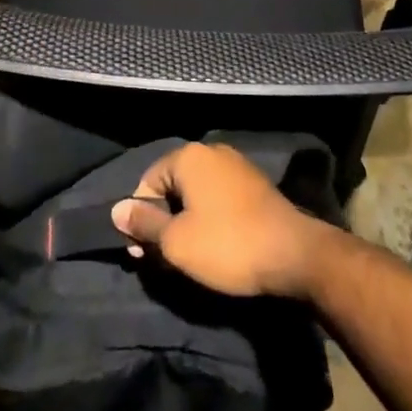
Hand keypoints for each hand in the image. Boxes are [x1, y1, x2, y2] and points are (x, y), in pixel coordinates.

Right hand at [109, 142, 331, 297]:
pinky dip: (209, 219)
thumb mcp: (176, 242)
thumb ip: (144, 223)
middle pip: (173, 185)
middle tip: (160, 259)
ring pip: (196, 194)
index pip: (149, 180)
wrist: (293, 254)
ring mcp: (237, 166)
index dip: (139, 216)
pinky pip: (218, 198)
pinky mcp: (255, 186)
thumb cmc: (227, 244)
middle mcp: (212, 151)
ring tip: (186, 257)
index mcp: (190, 156)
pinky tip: (213, 246)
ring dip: (185, 222)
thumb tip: (117, 210)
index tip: (141, 252)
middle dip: (162, 220)